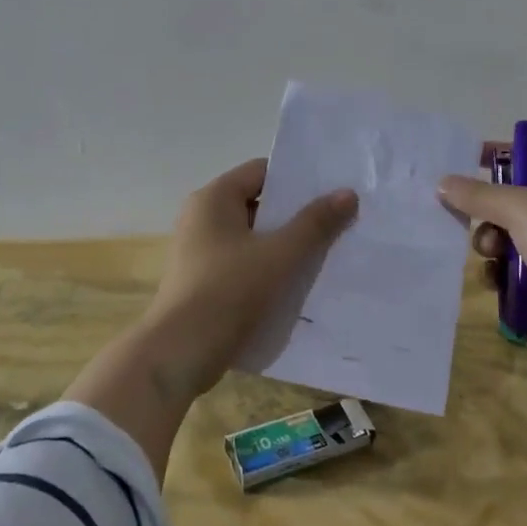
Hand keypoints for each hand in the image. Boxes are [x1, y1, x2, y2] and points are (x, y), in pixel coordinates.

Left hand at [143, 158, 358, 393]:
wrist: (179, 353)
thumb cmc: (229, 292)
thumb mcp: (280, 255)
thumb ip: (315, 223)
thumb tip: (347, 193)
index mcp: (214, 198)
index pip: (262, 172)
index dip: (297, 180)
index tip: (332, 192)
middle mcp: (202, 217)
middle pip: (258, 204)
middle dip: (296, 215)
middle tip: (337, 223)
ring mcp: (200, 251)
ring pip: (252, 237)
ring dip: (284, 244)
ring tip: (325, 253)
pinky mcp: (203, 280)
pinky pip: (243, 263)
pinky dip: (268, 267)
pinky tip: (296, 283)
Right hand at [437, 155, 526, 359]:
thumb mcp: (522, 207)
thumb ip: (479, 194)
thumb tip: (442, 183)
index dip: (497, 160)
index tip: (462, 165)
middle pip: (515, 205)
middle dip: (489, 216)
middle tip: (477, 226)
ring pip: (511, 241)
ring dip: (492, 249)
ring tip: (491, 259)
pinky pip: (517, 274)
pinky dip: (502, 277)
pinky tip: (496, 284)